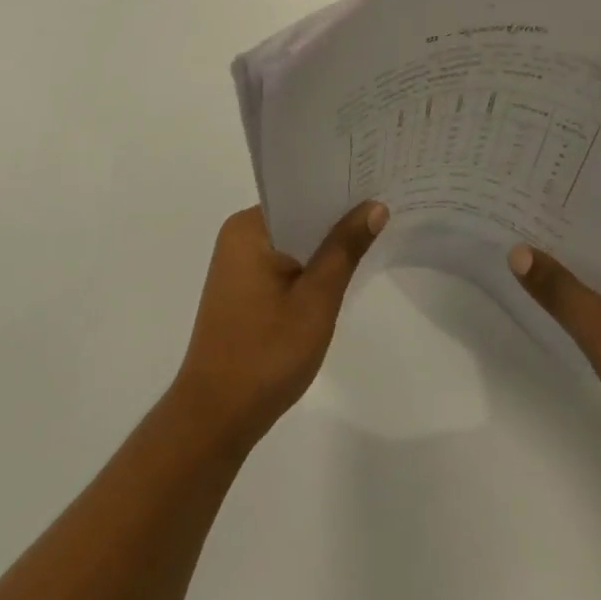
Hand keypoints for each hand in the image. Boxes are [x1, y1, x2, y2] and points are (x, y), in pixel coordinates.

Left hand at [172, 201, 386, 452]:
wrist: (216, 417)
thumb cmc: (266, 353)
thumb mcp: (316, 299)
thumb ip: (345, 249)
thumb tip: (374, 206)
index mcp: (248, 228)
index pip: (300, 192)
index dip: (339, 188)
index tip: (376, 182)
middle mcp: (239, 236)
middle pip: (297, 215)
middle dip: (336, 217)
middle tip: (384, 207)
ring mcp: (238, 264)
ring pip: (293, 241)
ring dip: (324, 244)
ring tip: (371, 233)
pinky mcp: (243, 289)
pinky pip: (283, 262)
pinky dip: (309, 265)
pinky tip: (341, 271)